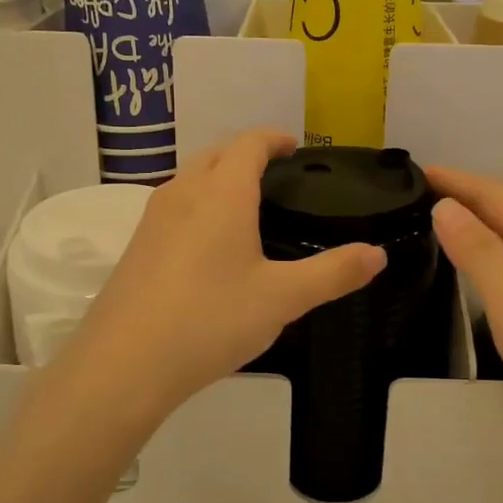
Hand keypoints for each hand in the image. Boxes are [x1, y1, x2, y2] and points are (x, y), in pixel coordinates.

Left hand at [66, 131, 386, 422]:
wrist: (124, 364)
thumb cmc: (211, 319)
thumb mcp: (282, 298)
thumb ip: (333, 273)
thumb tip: (377, 254)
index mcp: (222, 194)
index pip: (248, 144)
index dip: (273, 139)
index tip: (294, 147)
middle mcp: (183, 194)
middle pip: (215, 154)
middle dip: (245, 153)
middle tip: (275, 173)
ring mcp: (152, 219)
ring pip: (190, 179)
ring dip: (217, 177)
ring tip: (245, 204)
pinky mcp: (136, 247)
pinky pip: (173, 207)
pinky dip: (198, 204)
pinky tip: (208, 244)